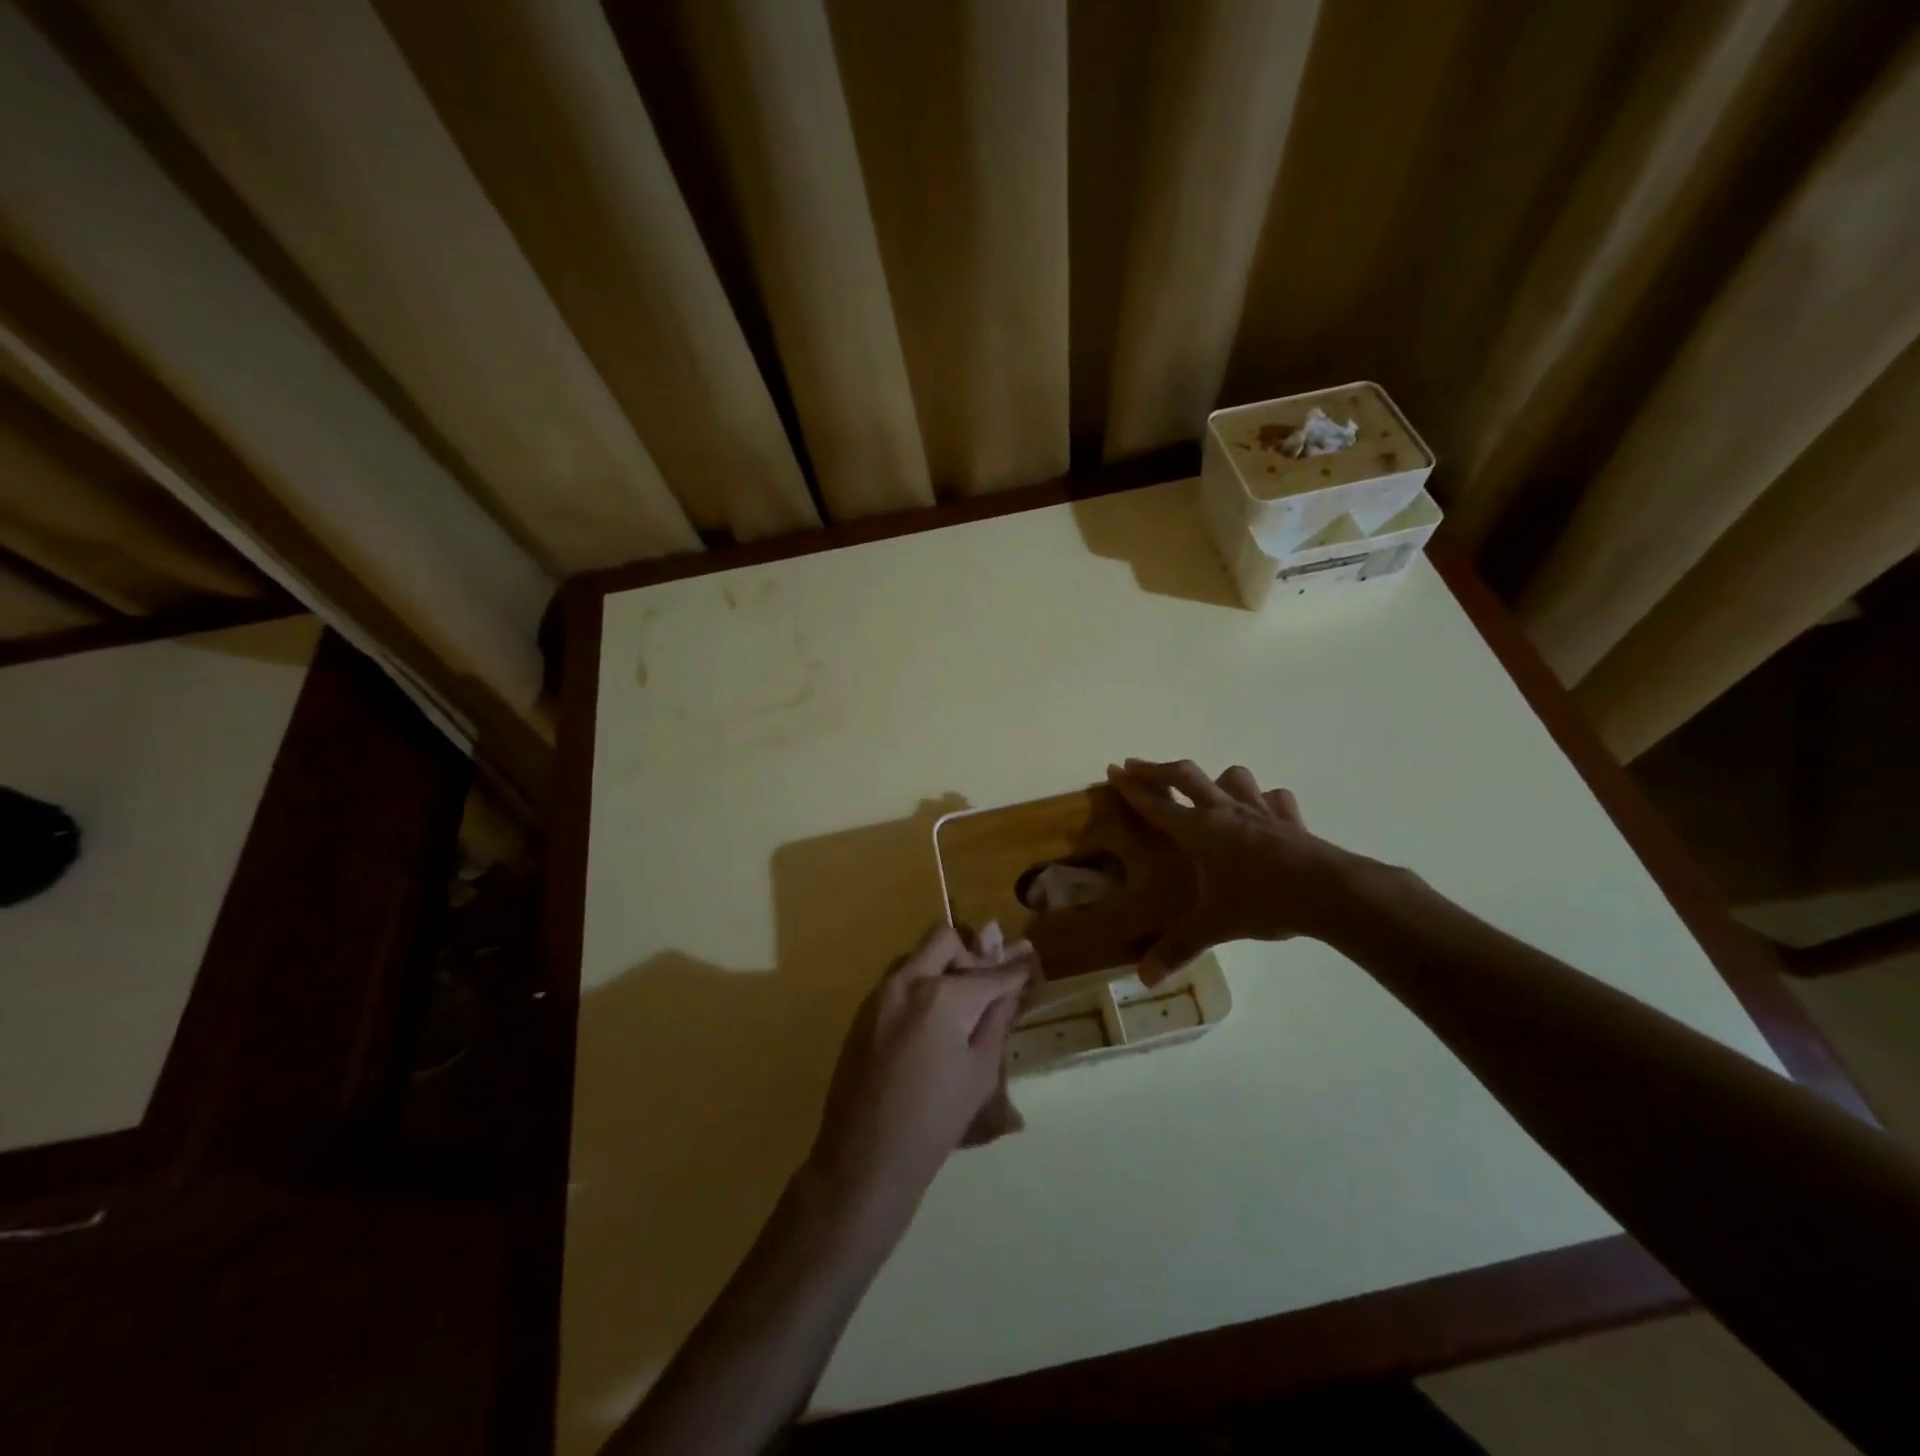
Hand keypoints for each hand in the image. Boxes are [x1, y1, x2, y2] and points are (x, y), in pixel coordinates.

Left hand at [808, 925, 1033, 1208]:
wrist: (864, 1158)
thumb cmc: (934, 1121)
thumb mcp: (980, 1073)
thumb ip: (996, 1021)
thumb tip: (1012, 989)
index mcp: (942, 996)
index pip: (989, 973)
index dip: (1014, 968)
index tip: (1030, 958)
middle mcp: (907, 981)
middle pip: (946, 940)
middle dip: (971, 953)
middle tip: (988, 982)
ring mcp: (880, 993)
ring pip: (919, 956)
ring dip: (944, 966)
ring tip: (962, 1002)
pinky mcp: (864, 1011)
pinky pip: (899, 980)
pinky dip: (922, 985)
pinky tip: (933, 1020)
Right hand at [1106, 759, 1358, 982]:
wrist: (1329, 892)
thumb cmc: (1262, 901)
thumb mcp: (1214, 927)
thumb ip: (1178, 949)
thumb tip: (1144, 980)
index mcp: (1199, 831)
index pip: (1155, 804)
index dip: (1131, 787)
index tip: (1113, 769)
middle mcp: (1224, 812)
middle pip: (1185, 776)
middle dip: (1157, 769)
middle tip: (1137, 765)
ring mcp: (1259, 811)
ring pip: (1233, 777)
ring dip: (1215, 779)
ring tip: (1208, 789)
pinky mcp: (1289, 819)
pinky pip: (1274, 798)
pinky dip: (1264, 800)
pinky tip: (1262, 811)